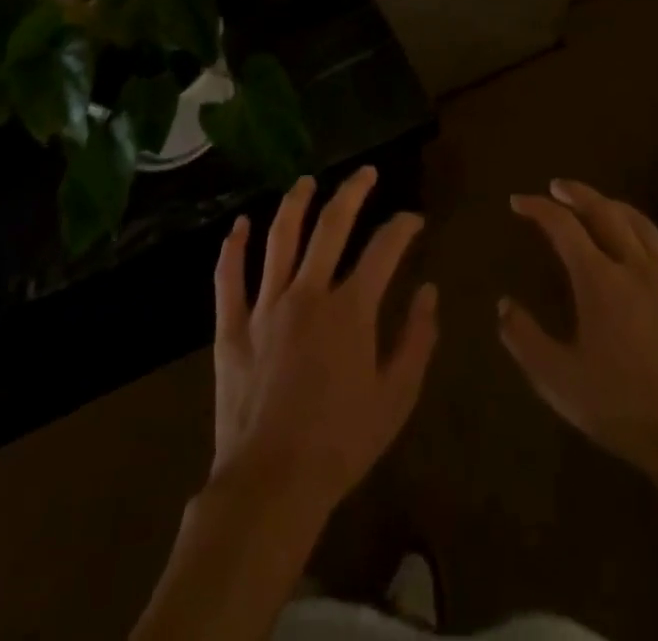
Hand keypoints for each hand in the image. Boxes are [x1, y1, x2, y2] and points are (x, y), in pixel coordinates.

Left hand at [211, 166, 437, 520]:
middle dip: (352, 192)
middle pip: (331, 226)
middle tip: (365, 172)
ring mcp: (265, 306)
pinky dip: (233, 247)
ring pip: (280, 238)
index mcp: (350, 309)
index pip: (384, 249)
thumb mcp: (396, 397)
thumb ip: (417, 339)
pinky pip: (229, 278)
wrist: (272, 484)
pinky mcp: (232, 326)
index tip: (413, 219)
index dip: (402, 227)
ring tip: (306, 181)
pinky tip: (239, 224)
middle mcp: (308, 293)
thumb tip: (429, 292)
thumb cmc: (342, 443)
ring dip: (294, 204)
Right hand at [500, 179, 657, 481]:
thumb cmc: (623, 410)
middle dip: (578, 194)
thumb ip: (525, 339)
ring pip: (646, 227)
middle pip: (606, 212)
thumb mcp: (558, 381)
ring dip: (619, 209)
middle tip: (558, 187)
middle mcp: (637, 268)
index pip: (563, 226)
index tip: (518, 202)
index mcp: (599, 280)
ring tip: (604, 207)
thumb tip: (503, 305)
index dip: (538, 208)